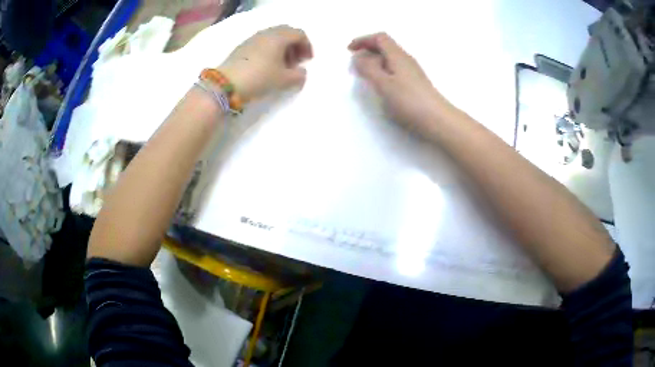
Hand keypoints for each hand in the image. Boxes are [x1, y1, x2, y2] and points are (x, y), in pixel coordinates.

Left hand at [219, 25, 312, 101]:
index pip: (299, 34)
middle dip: (294, 45)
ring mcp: (252, 39)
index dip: (307, 46)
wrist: (226, 84)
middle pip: (285, 33)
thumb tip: (301, 73)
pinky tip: (267, 66)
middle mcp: (266, 33)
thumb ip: (298, 76)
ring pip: (272, 38)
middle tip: (296, 61)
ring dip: (281, 48)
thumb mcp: (284, 80)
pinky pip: (261, 43)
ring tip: (282, 65)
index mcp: (279, 37)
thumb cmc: (260, 78)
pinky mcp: (242, 47)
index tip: (307, 60)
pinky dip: (269, 51)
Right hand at [348, 33, 451, 134]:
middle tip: (355, 61)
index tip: (350, 49)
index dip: (363, 40)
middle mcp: (406, 60)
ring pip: (390, 58)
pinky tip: (381, 84)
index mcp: (398, 56)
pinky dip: (383, 71)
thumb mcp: (383, 84)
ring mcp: (412, 72)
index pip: (380, 38)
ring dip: (375, 61)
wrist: (437, 119)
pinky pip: (394, 69)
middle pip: (385, 46)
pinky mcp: (415, 83)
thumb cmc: (409, 101)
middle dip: (368, 49)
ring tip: (365, 73)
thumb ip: (368, 69)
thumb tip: (358, 57)